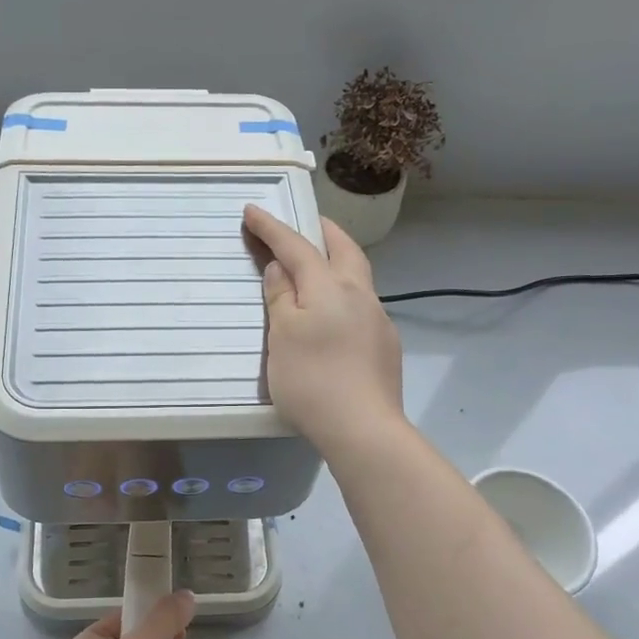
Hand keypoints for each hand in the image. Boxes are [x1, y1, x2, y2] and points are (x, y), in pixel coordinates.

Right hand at [243, 205, 405, 458]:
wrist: (363, 428)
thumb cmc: (312, 380)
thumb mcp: (282, 336)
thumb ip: (281, 297)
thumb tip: (281, 267)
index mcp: (330, 287)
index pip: (297, 247)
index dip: (273, 228)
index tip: (253, 210)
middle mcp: (360, 295)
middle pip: (344, 250)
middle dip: (322, 231)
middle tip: (305, 222)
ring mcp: (378, 320)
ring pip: (357, 277)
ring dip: (338, 262)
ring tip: (319, 268)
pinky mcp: (385, 346)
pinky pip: (362, 306)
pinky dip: (345, 296)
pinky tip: (335, 317)